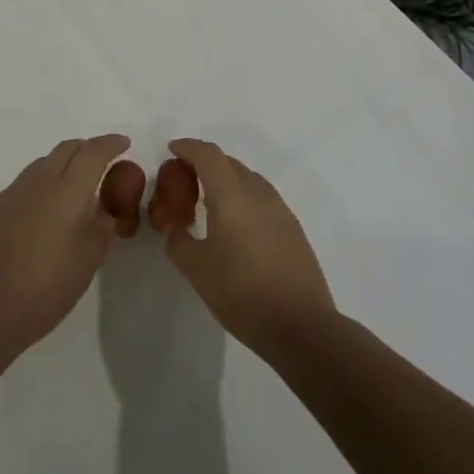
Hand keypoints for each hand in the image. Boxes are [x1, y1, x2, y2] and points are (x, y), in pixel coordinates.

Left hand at [0, 134, 130, 356]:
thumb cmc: (46, 288)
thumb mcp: (88, 260)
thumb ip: (101, 226)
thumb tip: (104, 207)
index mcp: (67, 191)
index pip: (93, 152)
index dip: (110, 144)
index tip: (123, 143)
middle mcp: (38, 181)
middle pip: (66, 149)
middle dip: (87, 149)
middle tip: (102, 162)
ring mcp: (12, 192)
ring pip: (43, 164)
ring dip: (62, 165)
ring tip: (74, 187)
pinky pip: (24, 185)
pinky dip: (41, 186)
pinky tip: (43, 212)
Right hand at [160, 139, 336, 359]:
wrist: (302, 326)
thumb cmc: (242, 293)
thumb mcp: (197, 269)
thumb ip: (178, 241)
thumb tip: (175, 228)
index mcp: (231, 194)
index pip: (208, 155)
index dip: (188, 147)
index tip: (172, 149)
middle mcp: (257, 192)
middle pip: (228, 163)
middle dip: (204, 163)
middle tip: (184, 180)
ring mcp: (279, 209)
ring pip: (247, 179)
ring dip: (225, 180)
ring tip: (208, 202)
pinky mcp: (292, 228)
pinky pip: (261, 197)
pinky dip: (242, 197)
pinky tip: (236, 224)